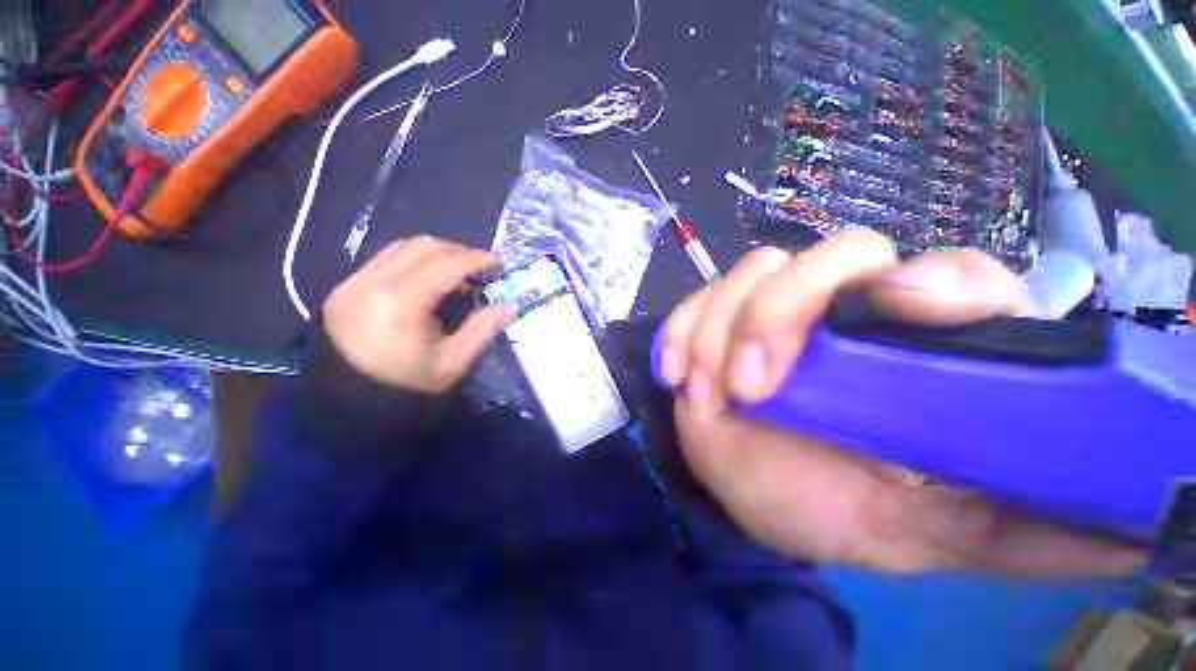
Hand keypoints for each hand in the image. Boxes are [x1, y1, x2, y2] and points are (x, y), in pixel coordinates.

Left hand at [323, 237, 507, 393]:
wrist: (349, 403)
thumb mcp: (454, 363)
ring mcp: (353, 283)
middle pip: (423, 247)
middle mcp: (372, 283)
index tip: (499, 264)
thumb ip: (483, 329)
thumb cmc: (407, 386)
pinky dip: (414, 261)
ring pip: (402, 247)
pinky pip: (386, 259)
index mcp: (401, 303)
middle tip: (480, 269)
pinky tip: (428, 280)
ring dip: (436, 253)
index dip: (477, 259)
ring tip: (457, 273)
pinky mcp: (345, 288)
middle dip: (459, 252)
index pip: (446, 264)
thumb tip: (507, 305)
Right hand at [660, 230, 1145, 575]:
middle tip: (756, 384)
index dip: (930, 282)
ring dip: (718, 331)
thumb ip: (1025, 530)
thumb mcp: (935, 533)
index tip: (891, 308)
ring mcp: (770, 314)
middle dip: (782, 309)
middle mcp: (846, 313)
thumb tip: (1137, 540)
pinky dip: (680, 333)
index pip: (950, 276)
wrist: (757, 494)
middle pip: (831, 256)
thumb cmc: (841, 510)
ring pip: (749, 274)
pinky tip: (678, 374)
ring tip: (710, 395)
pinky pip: (693, 304)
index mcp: (918, 352)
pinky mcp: (714, 325)